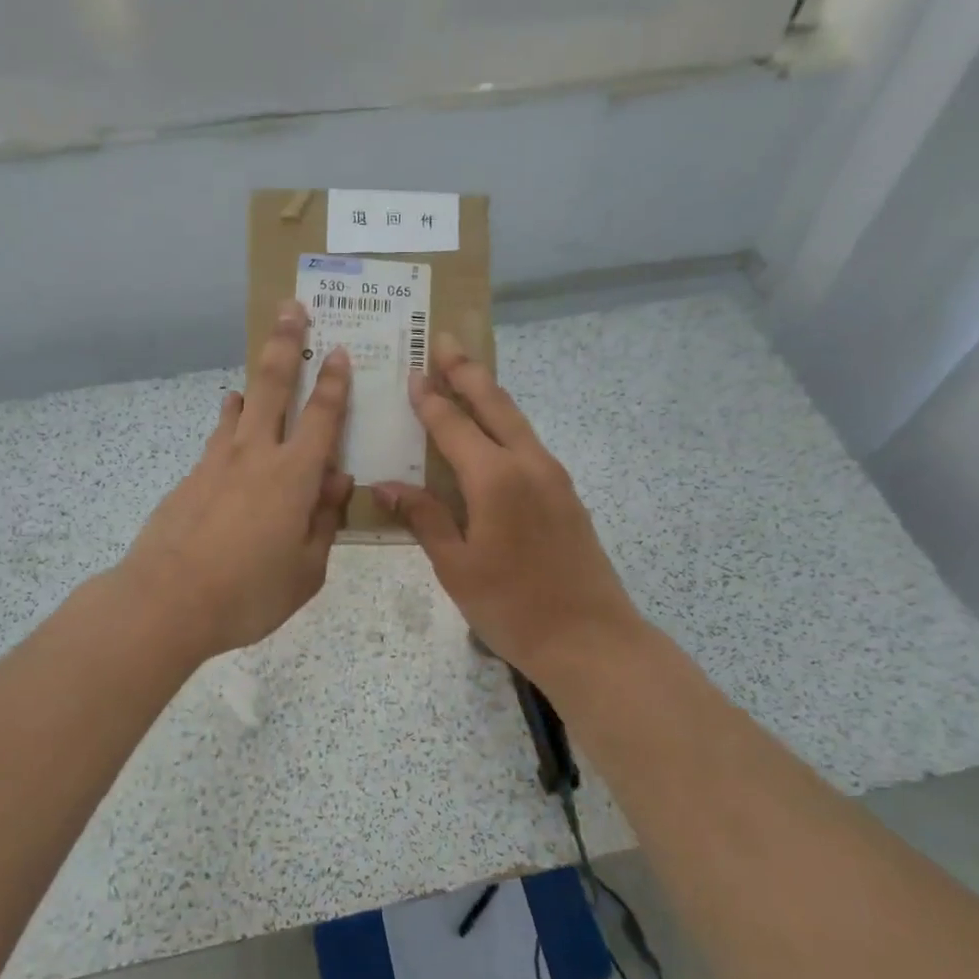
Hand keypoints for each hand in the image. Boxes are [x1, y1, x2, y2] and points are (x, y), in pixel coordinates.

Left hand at [119, 300, 353, 661]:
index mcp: (294, 477)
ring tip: (260, 366)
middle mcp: (256, 456)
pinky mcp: (190, 478)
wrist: (166, 602)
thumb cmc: (248, 593)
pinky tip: (230, 426)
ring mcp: (216, 463)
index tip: (339, 350)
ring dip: (254, 382)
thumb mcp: (306, 570)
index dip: (334, 382)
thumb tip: (338, 481)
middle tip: (291, 307)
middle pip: (273, 387)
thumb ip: (325, 522)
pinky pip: (218, 439)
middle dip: (286, 343)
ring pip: (240, 408)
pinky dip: (229, 425)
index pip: (322, 417)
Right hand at [374, 334, 642, 680]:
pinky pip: (528, 444)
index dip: (430, 399)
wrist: (590, 639)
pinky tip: (493, 433)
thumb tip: (388, 486)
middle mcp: (527, 464)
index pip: (453, 425)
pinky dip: (505, 424)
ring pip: (516, 421)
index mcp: (494, 478)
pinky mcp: (566, 495)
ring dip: (489, 393)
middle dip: (467, 370)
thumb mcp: (456, 566)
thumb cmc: (512, 606)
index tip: (413, 371)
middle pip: (494, 404)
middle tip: (446, 339)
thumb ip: (424, 518)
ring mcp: (553, 477)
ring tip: (467, 374)